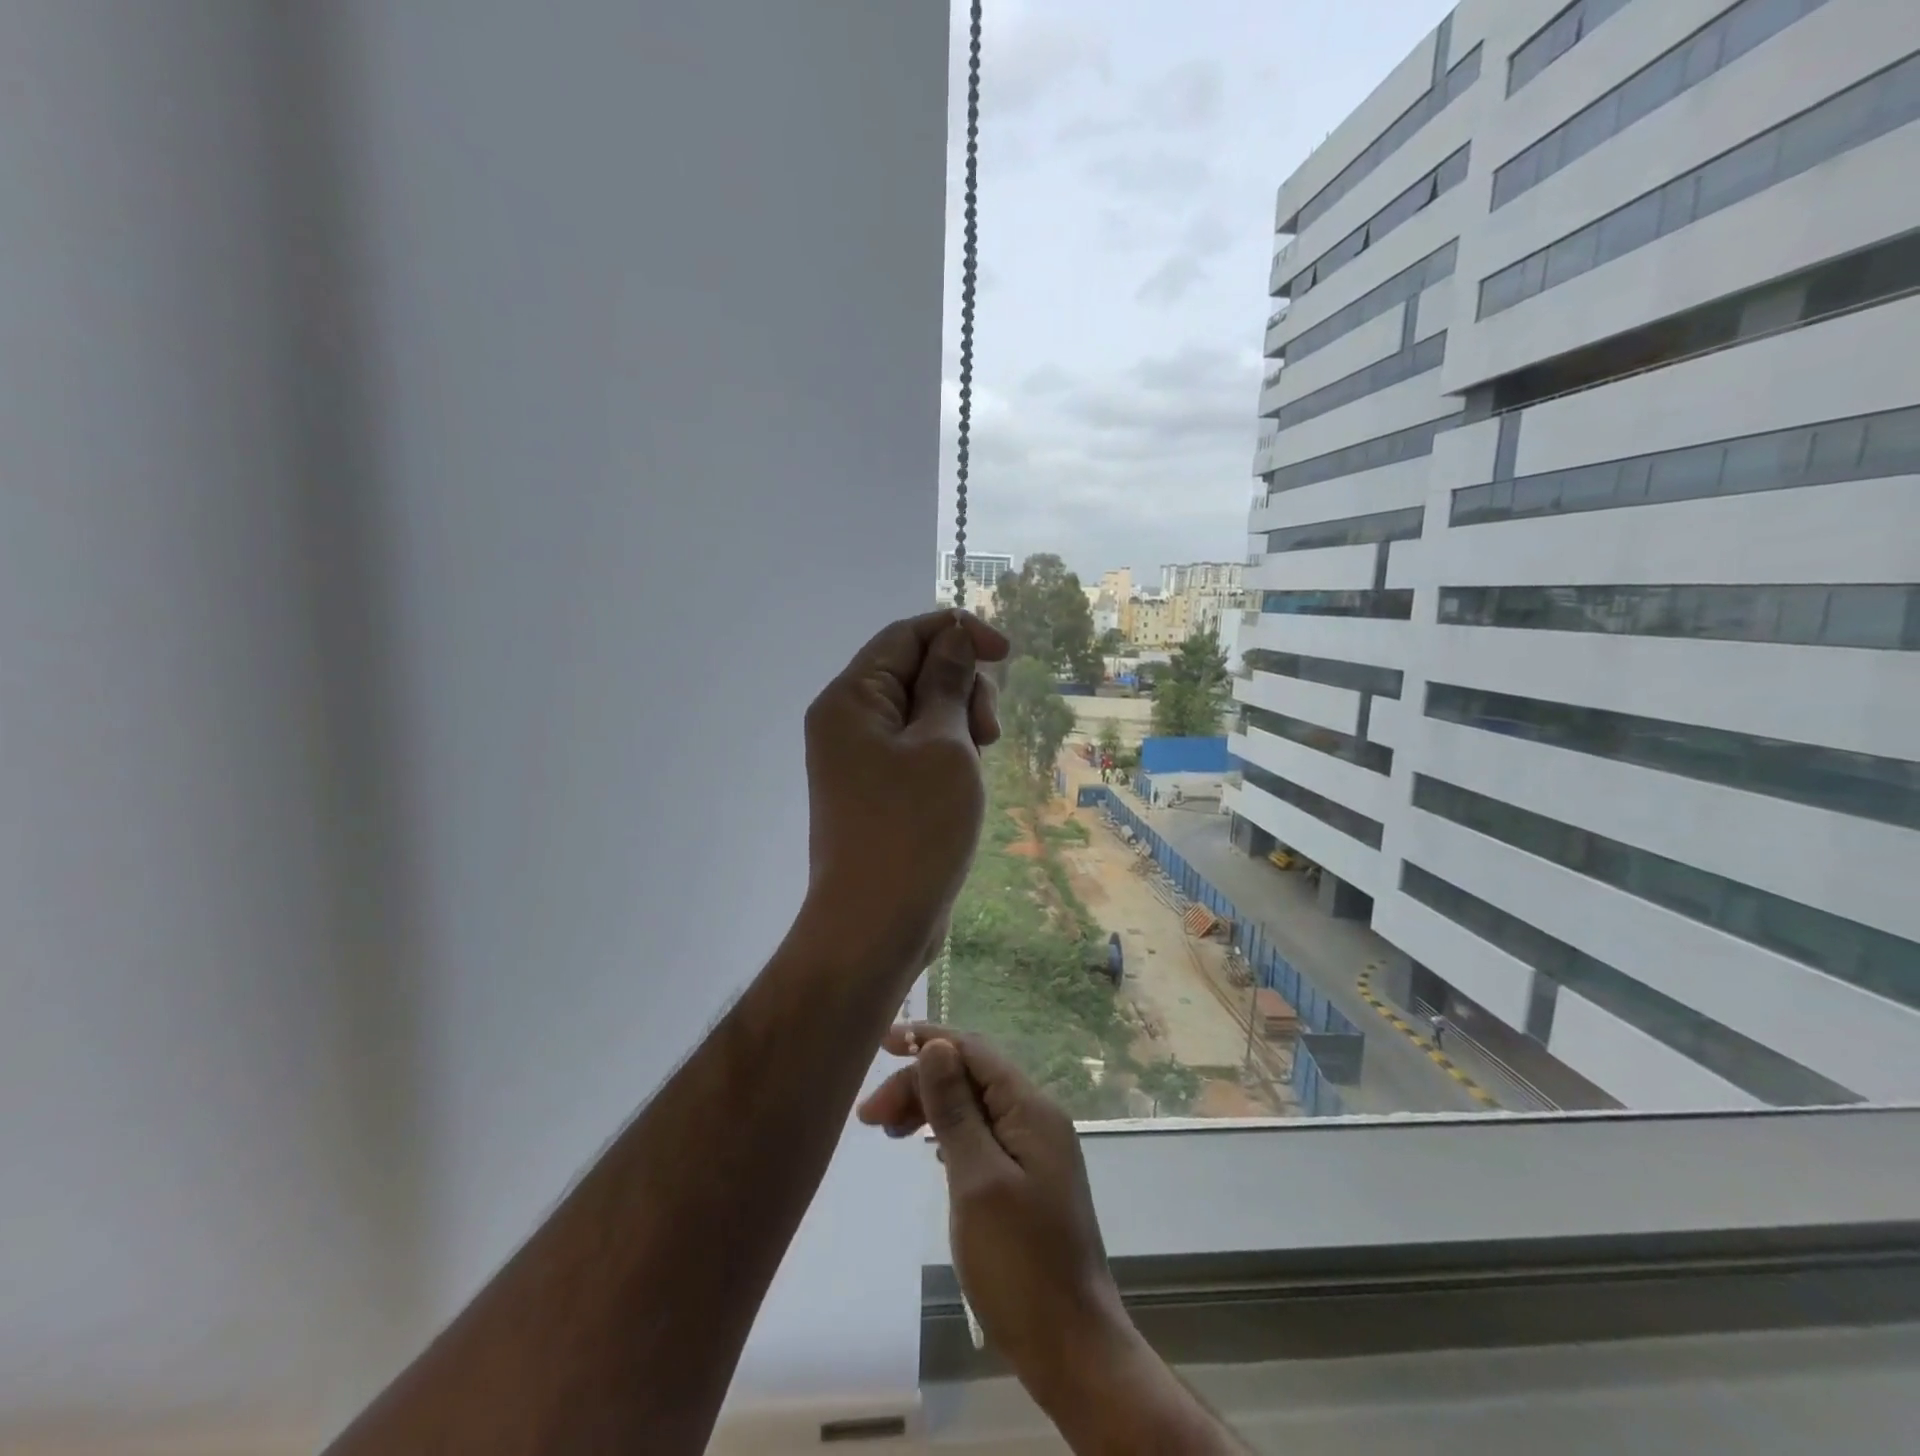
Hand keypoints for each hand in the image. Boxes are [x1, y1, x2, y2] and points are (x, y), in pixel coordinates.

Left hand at [802, 611, 1006, 970]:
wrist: (875, 926)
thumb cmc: (913, 829)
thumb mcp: (943, 745)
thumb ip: (948, 684)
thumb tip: (954, 638)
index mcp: (851, 698)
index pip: (906, 636)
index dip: (959, 633)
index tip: (1007, 654)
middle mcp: (847, 721)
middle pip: (913, 671)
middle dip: (962, 686)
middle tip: (989, 732)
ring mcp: (859, 759)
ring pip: (920, 712)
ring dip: (959, 721)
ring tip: (981, 759)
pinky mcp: (876, 791)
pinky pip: (915, 749)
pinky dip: (946, 751)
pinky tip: (967, 777)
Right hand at [857, 1024, 1136, 1409]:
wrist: (1073, 1350)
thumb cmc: (1020, 1264)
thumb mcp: (977, 1180)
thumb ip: (956, 1109)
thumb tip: (936, 1045)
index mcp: (1031, 1109)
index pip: (974, 1051)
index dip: (929, 1039)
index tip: (882, 1044)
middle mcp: (1036, 1118)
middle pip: (971, 1077)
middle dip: (921, 1083)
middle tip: (870, 1116)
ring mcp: (1034, 1150)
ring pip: (974, 1106)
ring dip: (931, 1108)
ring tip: (887, 1130)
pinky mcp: (1026, 1179)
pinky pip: (981, 1135)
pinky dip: (948, 1134)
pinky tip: (926, 1150)